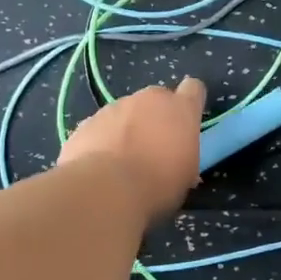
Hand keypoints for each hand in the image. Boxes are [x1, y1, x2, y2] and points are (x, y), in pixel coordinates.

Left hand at [58, 78, 206, 219]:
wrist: (104, 190)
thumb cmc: (157, 184)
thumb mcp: (185, 175)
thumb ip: (184, 154)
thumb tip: (178, 158)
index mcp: (180, 109)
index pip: (193, 89)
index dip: (190, 102)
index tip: (186, 120)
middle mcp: (148, 99)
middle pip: (156, 99)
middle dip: (155, 117)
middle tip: (152, 147)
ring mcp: (114, 107)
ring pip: (125, 112)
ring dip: (126, 129)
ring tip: (121, 162)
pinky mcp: (87, 122)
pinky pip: (100, 128)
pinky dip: (101, 141)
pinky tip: (99, 167)